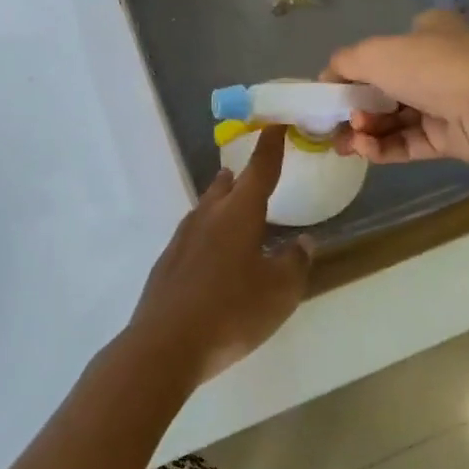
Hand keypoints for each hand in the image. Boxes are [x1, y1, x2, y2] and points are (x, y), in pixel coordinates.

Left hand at [124, 127, 310, 385]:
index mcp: (239, 213)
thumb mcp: (279, 292)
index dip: (270, 146)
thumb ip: (295, 263)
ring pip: (206, 207)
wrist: (165, 343)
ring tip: (232, 202)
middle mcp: (208, 215)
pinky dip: (208, 231)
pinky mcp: (168, 261)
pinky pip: (194, 234)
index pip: (260, 169)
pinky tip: (212, 251)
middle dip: (241, 176)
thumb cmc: (232, 311)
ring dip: (221, 200)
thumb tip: (304, 241)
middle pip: (226, 186)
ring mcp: (183, 237)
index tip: (275, 124)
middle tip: (253, 171)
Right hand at [325, 10, 468, 165]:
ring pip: (395, 118)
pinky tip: (364, 150)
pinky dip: (383, 146)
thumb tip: (326, 78)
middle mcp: (438, 64)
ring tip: (346, 143)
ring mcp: (446, 102)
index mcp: (428, 32)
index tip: (332, 91)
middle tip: (334, 124)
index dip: (355, 70)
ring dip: (366, 130)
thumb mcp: (374, 53)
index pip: (384, 49)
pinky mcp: (450, 137)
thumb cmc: (429, 67)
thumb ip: (343, 64)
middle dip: (356, 107)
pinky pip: (409, 141)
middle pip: (385, 88)